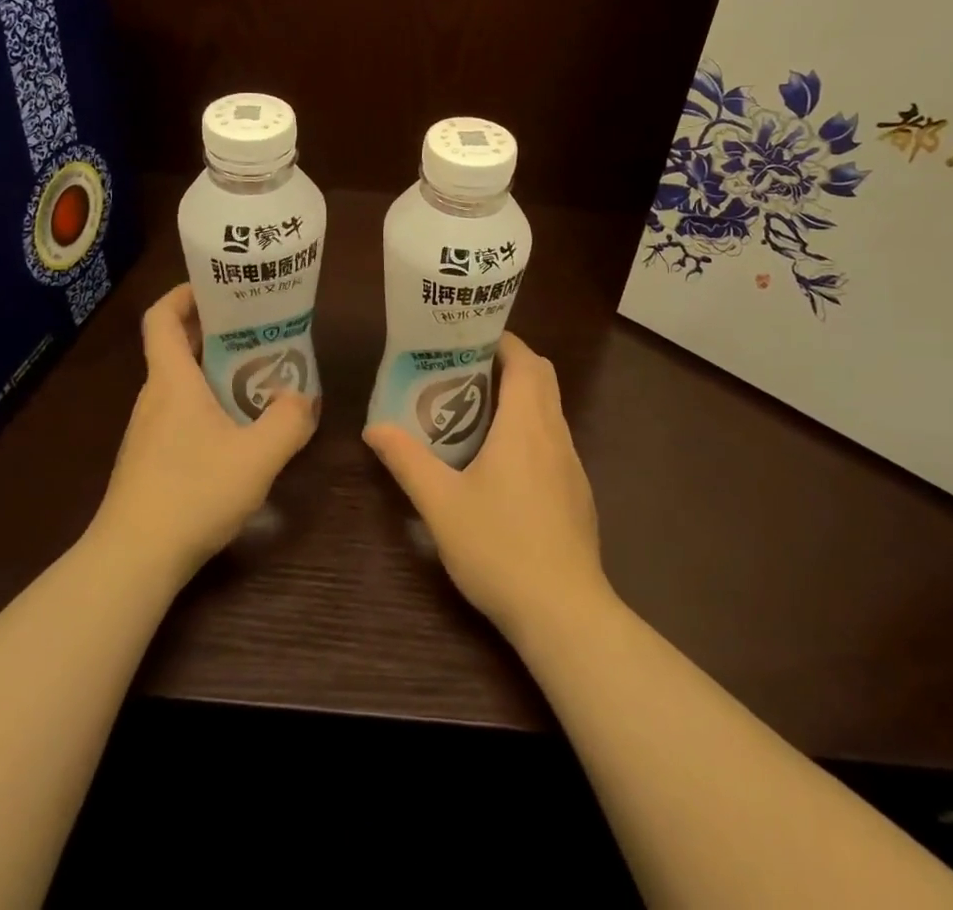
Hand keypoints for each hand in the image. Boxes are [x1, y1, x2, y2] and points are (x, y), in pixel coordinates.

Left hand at [91, 283, 316, 582]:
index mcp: (172, 380)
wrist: (132, 561)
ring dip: (217, 371)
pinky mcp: (151, 459)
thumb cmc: (192, 493)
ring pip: (182, 383)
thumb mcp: (257, 456)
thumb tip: (303, 398)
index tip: (218, 287)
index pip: (162, 317)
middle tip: (260, 329)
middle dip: (217, 330)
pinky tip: (240, 430)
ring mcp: (149, 430)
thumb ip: (288, 422)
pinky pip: (181, 414)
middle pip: (178, 346)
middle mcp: (155, 396)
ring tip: (261, 375)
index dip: (184, 293)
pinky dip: (209, 405)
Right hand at [364, 332, 608, 639]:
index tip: (468, 338)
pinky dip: (530, 432)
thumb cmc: (500, 548)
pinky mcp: (578, 494)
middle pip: (542, 379)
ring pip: (550, 412)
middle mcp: (555, 435)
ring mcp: (573, 466)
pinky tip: (501, 465)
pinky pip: (554, 443)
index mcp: (526, 425)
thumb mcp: (441, 504)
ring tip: (475, 411)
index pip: (526, 361)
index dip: (502, 341)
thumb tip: (374, 429)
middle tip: (465, 370)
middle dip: (509, 364)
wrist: (565, 613)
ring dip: (520, 399)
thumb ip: (407, 461)